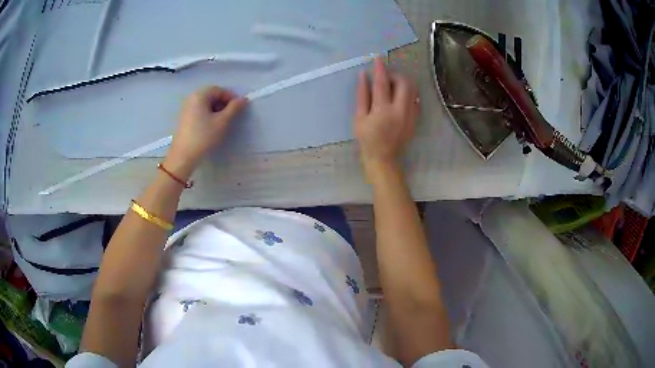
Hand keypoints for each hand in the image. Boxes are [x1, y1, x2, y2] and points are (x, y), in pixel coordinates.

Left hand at [165, 86, 246, 178]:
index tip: (238, 108)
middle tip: (231, 115)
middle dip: (223, 103)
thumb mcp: (222, 122)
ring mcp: (186, 108)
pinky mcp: (184, 118)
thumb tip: (243, 99)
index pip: (219, 90)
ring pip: (205, 103)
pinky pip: (199, 110)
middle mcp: (191, 98)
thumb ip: (234, 108)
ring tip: (222, 122)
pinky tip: (211, 126)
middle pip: (211, 95)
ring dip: (216, 109)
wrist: (183, 156)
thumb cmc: (203, 136)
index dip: (230, 97)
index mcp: (200, 95)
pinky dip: (208, 114)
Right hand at [354, 58, 418, 180]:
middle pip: (404, 83)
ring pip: (413, 89)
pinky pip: (416, 99)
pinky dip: (409, 93)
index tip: (378, 58)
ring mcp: (411, 115)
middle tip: (386, 77)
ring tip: (393, 86)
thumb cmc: (367, 138)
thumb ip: (362, 95)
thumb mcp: (359, 117)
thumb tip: (364, 75)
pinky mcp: (416, 119)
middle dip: (395, 75)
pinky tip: (400, 97)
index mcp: (383, 111)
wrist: (384, 158)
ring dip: (403, 82)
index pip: (383, 83)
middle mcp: (400, 111)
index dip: (380, 69)